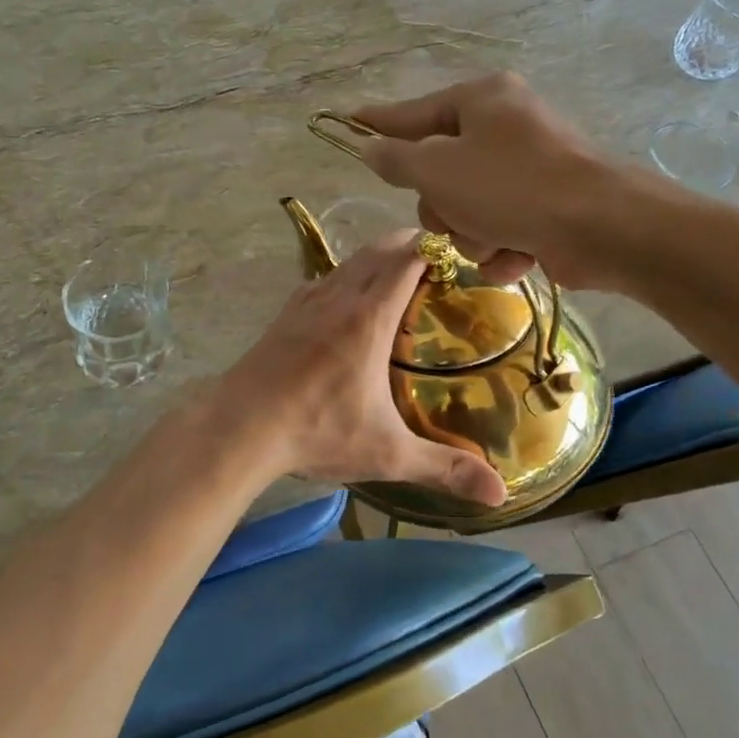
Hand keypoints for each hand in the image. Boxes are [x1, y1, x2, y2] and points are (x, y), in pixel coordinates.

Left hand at [223, 236, 507, 506]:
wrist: (239, 426)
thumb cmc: (317, 432)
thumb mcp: (387, 453)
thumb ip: (444, 468)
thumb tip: (499, 493)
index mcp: (368, 318)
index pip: (406, 262)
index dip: (432, 247)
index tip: (456, 248)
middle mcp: (338, 299)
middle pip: (376, 252)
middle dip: (406, 244)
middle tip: (434, 254)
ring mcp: (305, 303)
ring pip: (346, 263)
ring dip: (373, 257)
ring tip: (394, 271)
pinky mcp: (283, 316)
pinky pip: (320, 281)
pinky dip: (342, 277)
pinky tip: (343, 298)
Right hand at [354, 72, 661, 290]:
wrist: (602, 228)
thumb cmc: (511, 187)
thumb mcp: (438, 170)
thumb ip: (397, 159)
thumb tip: (371, 147)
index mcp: (481, 101)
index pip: (413, 112)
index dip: (379, 123)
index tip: (349, 121)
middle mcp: (505, 128)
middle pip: (440, 172)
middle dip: (442, 207)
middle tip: (454, 216)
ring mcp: (528, 169)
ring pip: (467, 210)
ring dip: (471, 235)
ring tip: (495, 239)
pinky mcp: (546, 208)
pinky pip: (499, 231)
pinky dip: (502, 250)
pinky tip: (517, 255)